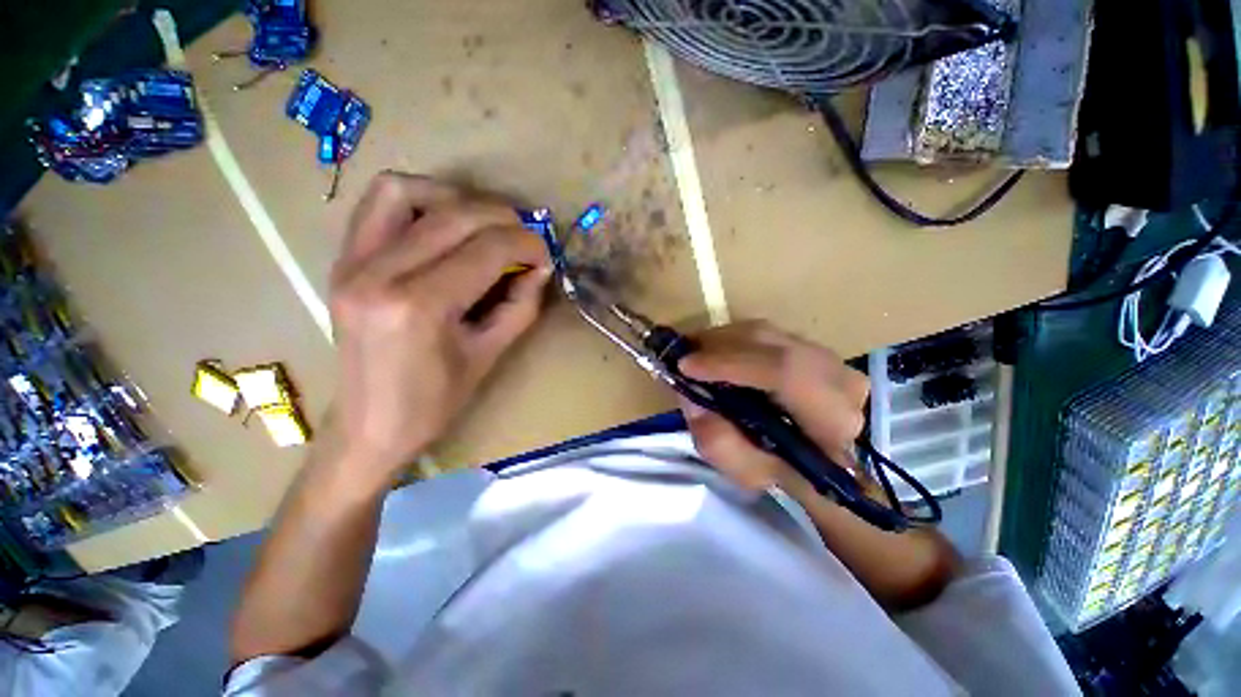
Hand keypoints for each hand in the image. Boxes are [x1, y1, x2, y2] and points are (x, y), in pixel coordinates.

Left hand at [324, 172, 550, 481]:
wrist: (369, 424)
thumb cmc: (435, 401)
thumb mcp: (490, 354)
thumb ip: (521, 304)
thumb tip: (540, 266)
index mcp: (419, 306)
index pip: (487, 249)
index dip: (527, 244)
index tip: (546, 255)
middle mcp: (379, 273)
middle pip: (455, 215)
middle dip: (504, 219)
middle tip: (526, 238)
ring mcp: (352, 262)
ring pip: (406, 191)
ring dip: (457, 198)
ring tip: (485, 224)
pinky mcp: (343, 260)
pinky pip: (379, 204)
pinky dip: (419, 199)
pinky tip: (445, 223)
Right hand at [677, 321, 870, 494]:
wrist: (820, 463)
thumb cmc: (786, 474)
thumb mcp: (746, 472)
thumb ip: (718, 440)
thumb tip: (690, 395)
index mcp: (833, 418)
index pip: (784, 372)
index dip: (730, 364)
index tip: (685, 366)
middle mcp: (839, 377)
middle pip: (769, 342)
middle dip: (717, 347)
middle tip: (681, 356)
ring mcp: (828, 357)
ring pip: (764, 333)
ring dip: (721, 341)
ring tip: (693, 354)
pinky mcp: (812, 347)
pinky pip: (764, 334)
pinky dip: (732, 340)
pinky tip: (714, 352)